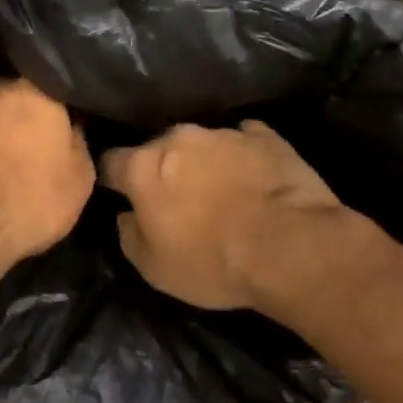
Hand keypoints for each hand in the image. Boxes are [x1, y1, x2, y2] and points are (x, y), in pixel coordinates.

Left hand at [0, 79, 94, 267]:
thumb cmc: (33, 195)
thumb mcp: (80, 177)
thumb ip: (79, 141)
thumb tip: (72, 128)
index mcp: (35, 87)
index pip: (61, 84)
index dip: (71, 105)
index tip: (78, 121)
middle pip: (26, 96)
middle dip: (36, 114)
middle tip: (50, 139)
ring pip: (0, 115)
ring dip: (10, 130)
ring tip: (23, 157)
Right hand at [100, 120, 369, 311]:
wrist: (292, 248)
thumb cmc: (214, 262)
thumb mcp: (154, 268)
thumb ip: (129, 235)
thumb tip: (127, 215)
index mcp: (144, 166)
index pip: (111, 161)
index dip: (112, 179)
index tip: (118, 195)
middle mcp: (178, 138)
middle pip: (158, 149)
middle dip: (161, 170)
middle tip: (175, 200)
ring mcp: (224, 133)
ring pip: (201, 144)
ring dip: (203, 163)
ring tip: (221, 192)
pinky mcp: (266, 137)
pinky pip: (244, 141)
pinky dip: (242, 157)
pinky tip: (253, 179)